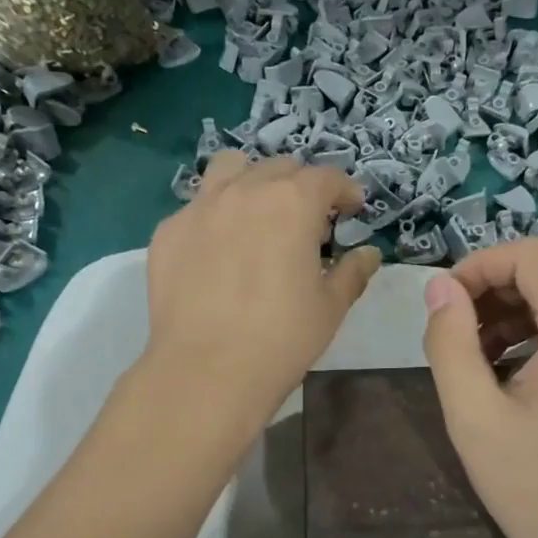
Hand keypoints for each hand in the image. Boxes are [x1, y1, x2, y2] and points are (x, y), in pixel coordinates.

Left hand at [145, 151, 380, 422]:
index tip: (352, 209)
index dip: (345, 190)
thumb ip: (352, 272)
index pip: (326, 177)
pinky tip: (220, 250)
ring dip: (253, 181)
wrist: (207, 370)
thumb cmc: (282, 338)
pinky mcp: (169, 231)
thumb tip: (369, 254)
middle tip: (308, 222)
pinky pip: (198, 206)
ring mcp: (201, 207)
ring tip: (259, 214)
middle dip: (302, 186)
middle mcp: (246, 191)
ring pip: (230, 168)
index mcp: (293, 203)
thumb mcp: (330, 307)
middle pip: (280, 167)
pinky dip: (217, 215)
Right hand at [422, 238, 537, 537]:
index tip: (443, 306)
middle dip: (492, 294)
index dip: (478, 266)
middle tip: (453, 340)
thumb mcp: (475, 417)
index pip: (531, 255)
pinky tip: (511, 382)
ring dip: (512, 319)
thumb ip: (450, 342)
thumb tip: (440, 287)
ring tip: (475, 365)